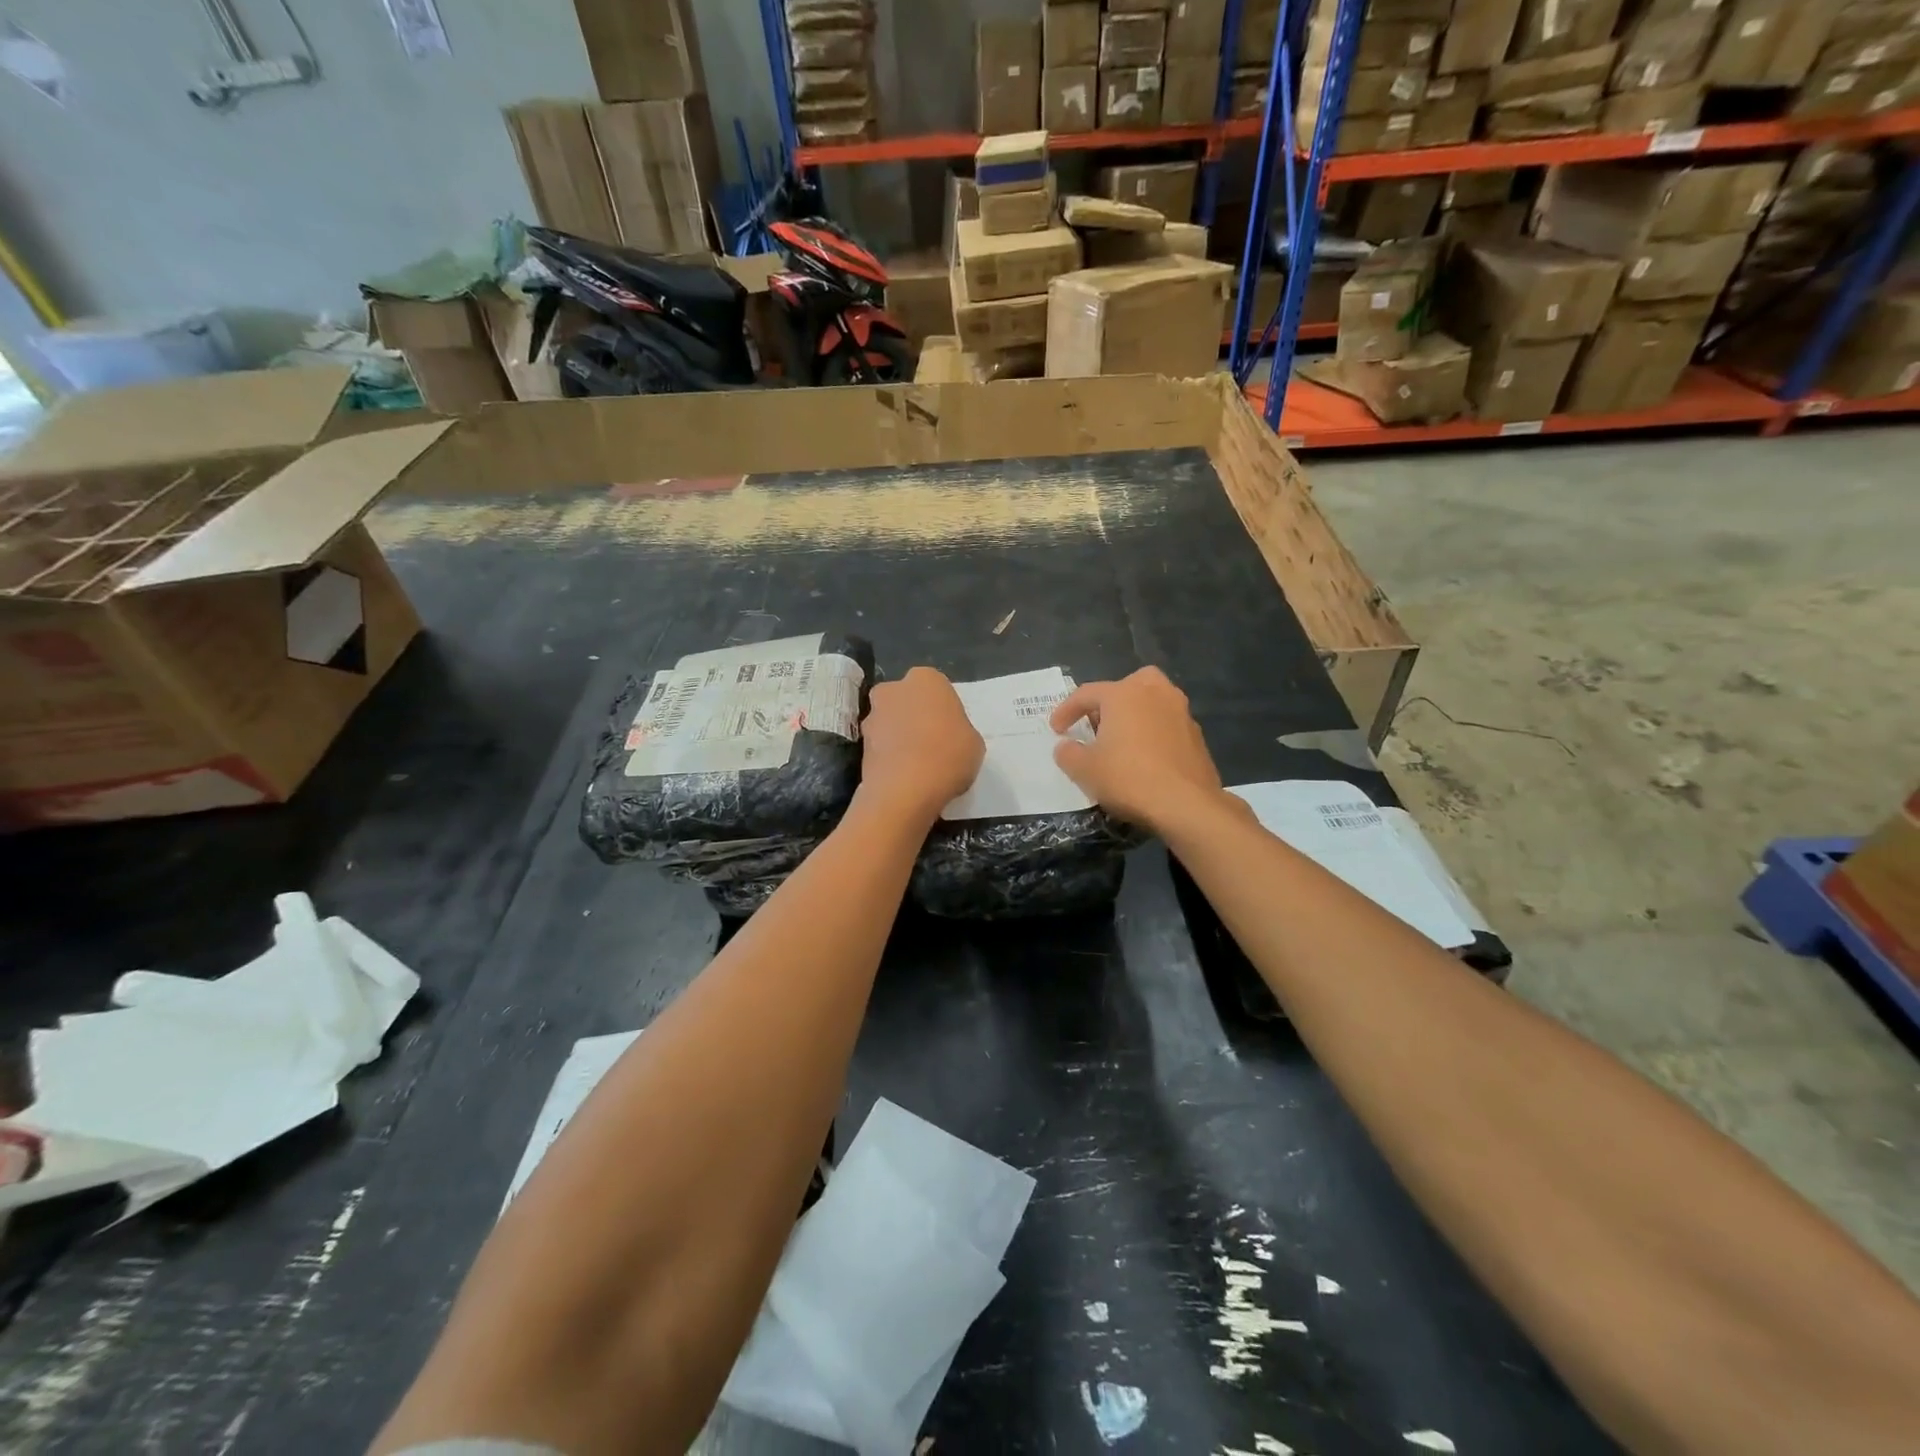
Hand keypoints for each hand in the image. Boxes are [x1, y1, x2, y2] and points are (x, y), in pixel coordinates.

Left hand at [860, 667, 984, 823]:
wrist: (905, 789)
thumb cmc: (948, 756)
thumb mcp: (974, 742)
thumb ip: (959, 730)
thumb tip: (947, 736)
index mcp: (926, 679)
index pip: (937, 690)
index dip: (944, 712)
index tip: (951, 732)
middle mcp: (893, 689)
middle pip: (907, 701)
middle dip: (915, 717)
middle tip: (932, 744)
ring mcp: (871, 715)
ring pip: (890, 722)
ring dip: (899, 737)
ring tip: (916, 765)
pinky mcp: (859, 743)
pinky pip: (880, 745)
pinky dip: (888, 756)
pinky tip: (903, 776)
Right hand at [1050, 668, 1222, 831]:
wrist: (1186, 804)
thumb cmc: (1128, 779)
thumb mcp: (1084, 770)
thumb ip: (1068, 754)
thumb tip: (1066, 746)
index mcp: (1123, 694)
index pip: (1086, 693)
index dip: (1066, 711)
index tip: (1056, 729)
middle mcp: (1155, 693)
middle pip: (1128, 686)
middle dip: (1110, 701)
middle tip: (1097, 724)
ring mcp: (1180, 713)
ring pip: (1152, 703)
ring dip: (1135, 716)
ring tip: (1122, 741)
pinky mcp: (1196, 736)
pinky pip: (1167, 725)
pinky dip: (1153, 734)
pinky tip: (1146, 758)